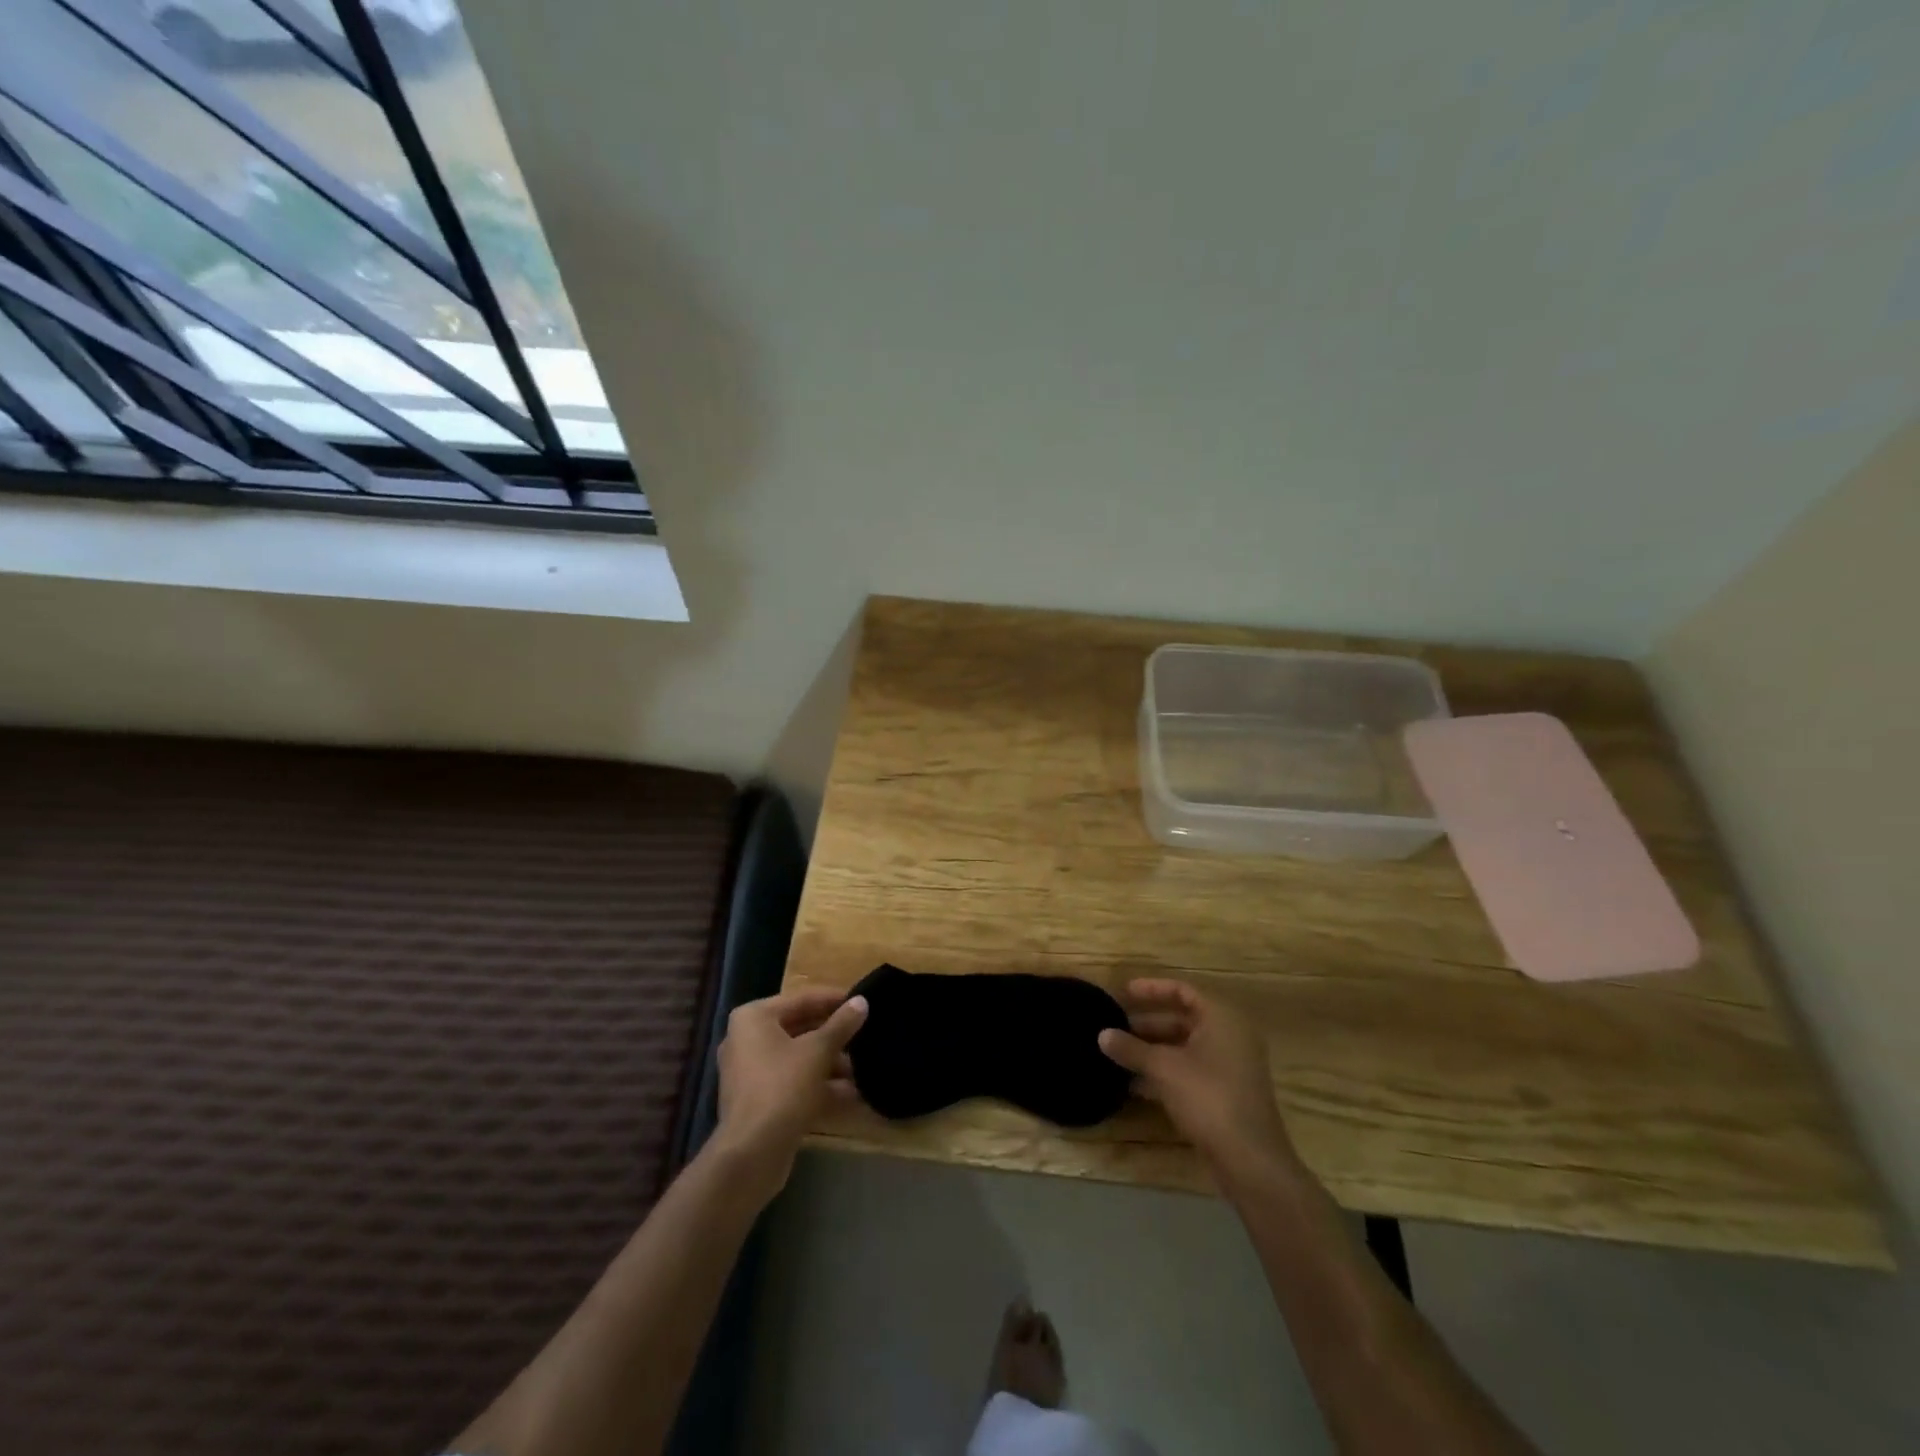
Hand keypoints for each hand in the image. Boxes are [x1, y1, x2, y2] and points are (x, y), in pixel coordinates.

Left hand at [713, 987, 867, 1195]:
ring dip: (831, 1063)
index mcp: (754, 1018)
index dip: (834, 1000)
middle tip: (866, 1032)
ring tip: (864, 1066)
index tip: (862, 1000)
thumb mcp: (818, 1051)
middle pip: (800, 1029)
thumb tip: (861, 1001)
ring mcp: (751, 1073)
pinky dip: (819, 1086)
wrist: (752, 1153)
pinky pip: (793, 1083)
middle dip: (834, 1035)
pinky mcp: (759, 1101)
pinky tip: (853, 1093)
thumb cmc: (782, 1087)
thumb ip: (841, 1025)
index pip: (801, 999)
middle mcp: (747, 1040)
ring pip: (798, 1058)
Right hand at [1099, 979, 1295, 1174]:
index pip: (1183, 990)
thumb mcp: (1164, 1068)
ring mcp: (1230, 1066)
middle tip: (1115, 1025)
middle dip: (1147, 1023)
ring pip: (1184, 1047)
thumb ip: (1132, 1048)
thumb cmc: (1208, 1098)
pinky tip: (1135, 1083)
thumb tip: (1102, 1034)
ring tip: (1118, 1053)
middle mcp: (1230, 1036)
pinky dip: (1165, 1071)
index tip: (1123, 993)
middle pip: (1183, 1018)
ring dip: (1152, 1049)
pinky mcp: (1225, 1093)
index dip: (1151, 989)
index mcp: (1221, 1018)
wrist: (1250, 1160)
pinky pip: (1190, 1070)